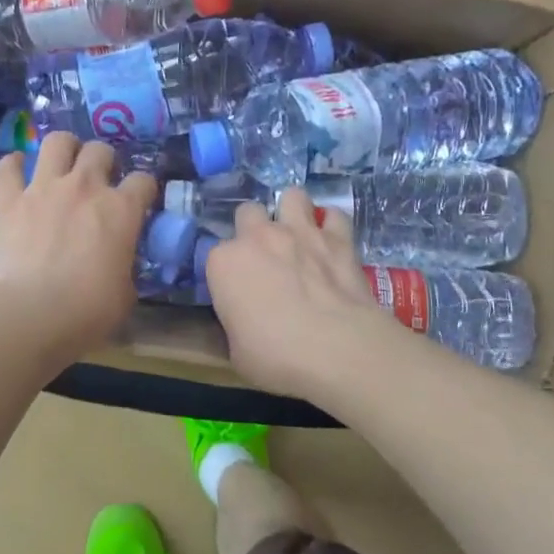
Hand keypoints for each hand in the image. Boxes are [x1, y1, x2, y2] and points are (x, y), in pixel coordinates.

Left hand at [0, 131, 156, 368]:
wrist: (28, 316)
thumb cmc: (86, 312)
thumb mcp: (124, 293)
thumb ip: (124, 266)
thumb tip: (118, 263)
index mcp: (121, 210)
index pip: (144, 181)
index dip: (144, 189)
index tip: (140, 200)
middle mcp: (85, 187)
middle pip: (100, 150)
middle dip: (104, 160)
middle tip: (100, 179)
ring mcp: (44, 189)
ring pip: (58, 142)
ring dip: (64, 148)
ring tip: (64, 161)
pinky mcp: (9, 200)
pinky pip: (8, 167)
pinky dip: (13, 165)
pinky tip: (17, 169)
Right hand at [206, 189, 385, 395]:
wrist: (337, 349)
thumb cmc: (276, 356)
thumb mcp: (236, 352)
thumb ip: (234, 324)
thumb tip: (241, 322)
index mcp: (224, 263)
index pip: (216, 255)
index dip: (227, 272)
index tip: (237, 290)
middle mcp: (258, 236)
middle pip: (248, 212)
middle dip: (254, 229)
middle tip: (265, 257)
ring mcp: (300, 231)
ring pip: (292, 196)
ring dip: (293, 212)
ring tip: (298, 235)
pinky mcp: (338, 238)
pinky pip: (334, 215)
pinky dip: (332, 225)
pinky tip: (332, 240)